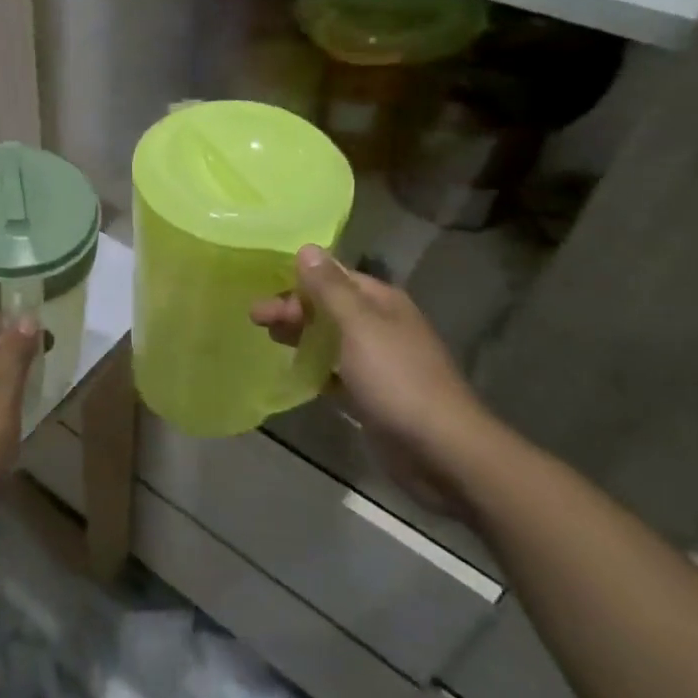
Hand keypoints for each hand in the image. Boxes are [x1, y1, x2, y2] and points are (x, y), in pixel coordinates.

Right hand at [251, 246, 495, 515]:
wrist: (441, 451)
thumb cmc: (397, 379)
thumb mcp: (358, 326)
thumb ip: (329, 288)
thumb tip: (307, 247)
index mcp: (381, 302)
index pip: (333, 277)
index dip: (299, 281)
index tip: (264, 292)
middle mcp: (380, 325)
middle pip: (328, 306)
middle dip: (293, 308)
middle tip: (255, 319)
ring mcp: (377, 361)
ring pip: (329, 338)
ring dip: (300, 334)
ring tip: (268, 339)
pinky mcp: (371, 394)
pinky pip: (335, 370)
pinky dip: (314, 366)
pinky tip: (293, 371)